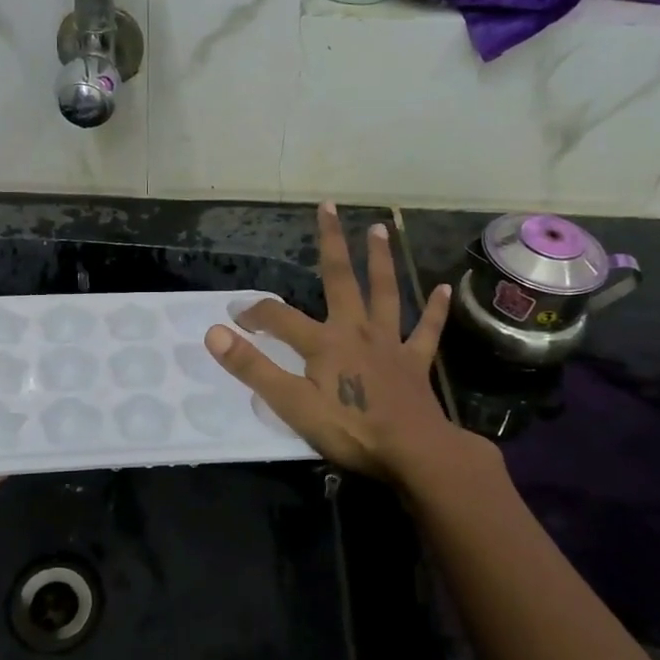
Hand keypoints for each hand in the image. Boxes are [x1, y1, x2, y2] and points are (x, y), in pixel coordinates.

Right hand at [204, 204, 466, 481]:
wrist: (414, 453)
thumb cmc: (350, 430)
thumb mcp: (291, 404)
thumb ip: (253, 367)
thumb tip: (214, 333)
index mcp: (324, 342)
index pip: (279, 317)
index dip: (254, 313)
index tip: (235, 317)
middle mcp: (357, 331)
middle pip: (341, 279)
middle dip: (332, 243)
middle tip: (329, 207)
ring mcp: (390, 344)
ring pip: (385, 293)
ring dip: (381, 260)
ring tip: (380, 229)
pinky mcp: (415, 363)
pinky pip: (427, 331)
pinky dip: (435, 310)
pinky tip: (444, 289)